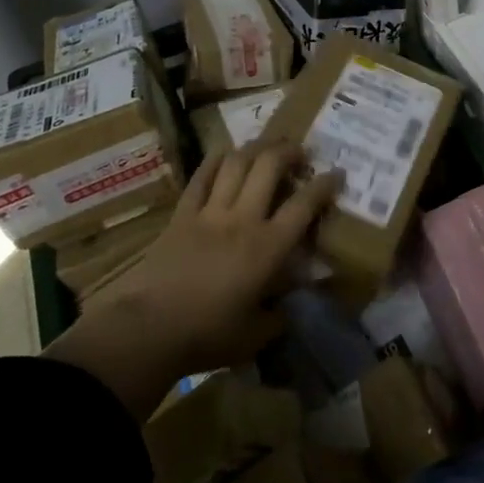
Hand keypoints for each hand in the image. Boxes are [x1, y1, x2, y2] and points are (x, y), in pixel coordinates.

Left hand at [44, 141, 342, 417]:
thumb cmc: (207, 336)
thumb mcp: (255, 337)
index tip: (337, 174)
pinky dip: (216, 161)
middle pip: (269, 166)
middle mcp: (243, 220)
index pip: (304, 205)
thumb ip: (277, 318)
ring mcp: (209, 213)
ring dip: (256, 147)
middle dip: (289, 151)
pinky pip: (201, 178)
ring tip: (268, 145)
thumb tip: (287, 309)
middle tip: (300, 152)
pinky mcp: (181, 215)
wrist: (146, 330)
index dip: (324, 185)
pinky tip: (226, 155)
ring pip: (236, 163)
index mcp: (268, 247)